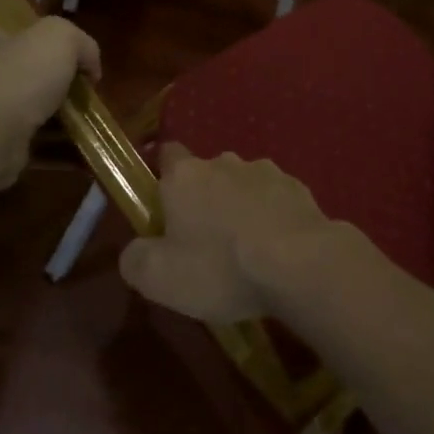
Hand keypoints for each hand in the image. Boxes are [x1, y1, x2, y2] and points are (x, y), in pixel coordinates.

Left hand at [0, 16, 100, 190]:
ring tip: (87, 117)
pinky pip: (31, 140)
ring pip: (29, 105)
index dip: (30, 25)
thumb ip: (81, 43)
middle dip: (53, 74)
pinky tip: (80, 146)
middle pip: (22, 64)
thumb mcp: (60, 37)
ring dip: (58, 112)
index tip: (60, 39)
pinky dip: (55, 144)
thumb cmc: (18, 75)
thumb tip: (90, 66)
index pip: (1, 20)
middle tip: (83, 82)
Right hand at [117, 143, 336, 322]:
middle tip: (205, 243)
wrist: (300, 263)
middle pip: (206, 174)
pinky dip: (272, 218)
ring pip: (243, 186)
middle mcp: (223, 162)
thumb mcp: (160, 278)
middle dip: (204, 199)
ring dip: (240, 208)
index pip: (167, 155)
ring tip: (246, 251)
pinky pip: (275, 200)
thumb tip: (133, 251)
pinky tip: (277, 251)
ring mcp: (265, 171)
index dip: (163, 178)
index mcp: (184, 175)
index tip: (164, 208)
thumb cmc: (221, 266)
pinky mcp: (298, 188)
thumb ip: (135, 260)